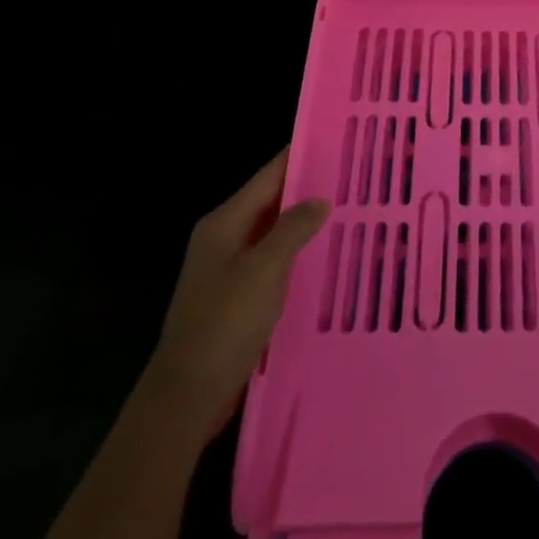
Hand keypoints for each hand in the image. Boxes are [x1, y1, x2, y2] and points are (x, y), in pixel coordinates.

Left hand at [141, 150, 328, 443]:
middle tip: (352, 178)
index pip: (268, 176)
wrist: (186, 396)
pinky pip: (271, 263)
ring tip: (347, 212)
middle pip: (270, 202)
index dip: (299, 157)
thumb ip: (293, 229)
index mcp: (224, 223)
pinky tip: (324, 259)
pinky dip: (295, 255)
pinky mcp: (235, 298)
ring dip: (303, 224)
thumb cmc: (224, 324)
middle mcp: (223, 239)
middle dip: (307, 190)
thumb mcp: (264, 270)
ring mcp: (227, 270)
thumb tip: (319, 200)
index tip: (335, 141)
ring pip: (273, 234)